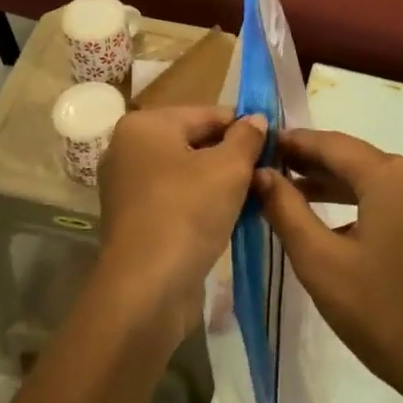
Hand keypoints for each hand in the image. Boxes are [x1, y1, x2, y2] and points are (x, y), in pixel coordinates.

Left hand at [94, 105, 268, 352]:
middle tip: (268, 175)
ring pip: (187, 173)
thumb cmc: (187, 214)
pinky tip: (231, 219)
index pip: (207, 113)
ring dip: (221, 184)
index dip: (244, 128)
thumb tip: (256, 119)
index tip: (275, 146)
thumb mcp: (229, 169)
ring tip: (255, 198)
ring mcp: (127, 186)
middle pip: (195, 142)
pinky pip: (176, 199)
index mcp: (145, 125)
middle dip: (232, 157)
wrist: (146, 289)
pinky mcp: (134, 219)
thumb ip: (247, 138)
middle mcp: (128, 149)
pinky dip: (202, 204)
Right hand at [255, 131, 402, 402]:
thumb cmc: (385, 314)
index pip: (331, 143)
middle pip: (355, 159)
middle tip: (268, 172)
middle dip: (311, 165)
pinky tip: (338, 226)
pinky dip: (364, 205)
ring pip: (376, 182)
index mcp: (391, 175)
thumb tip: (261, 174)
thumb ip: (286, 211)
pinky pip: (396, 201)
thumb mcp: (322, 263)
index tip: (258, 147)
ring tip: (294, 196)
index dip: (293, 143)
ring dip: (336, 187)